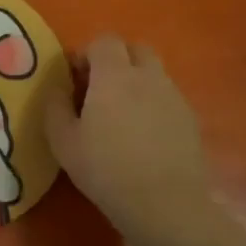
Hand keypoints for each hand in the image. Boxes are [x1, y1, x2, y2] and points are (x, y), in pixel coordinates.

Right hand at [45, 35, 213, 242]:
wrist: (164, 204)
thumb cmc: (105, 169)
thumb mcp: (63, 140)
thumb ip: (55, 106)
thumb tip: (57, 86)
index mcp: (115, 75)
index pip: (104, 40)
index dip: (87, 53)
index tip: (75, 78)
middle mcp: (148, 77)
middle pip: (135, 49)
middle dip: (115, 59)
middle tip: (98, 88)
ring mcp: (174, 97)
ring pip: (153, 73)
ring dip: (135, 81)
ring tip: (120, 114)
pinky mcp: (190, 119)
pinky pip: (167, 97)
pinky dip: (152, 104)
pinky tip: (142, 135)